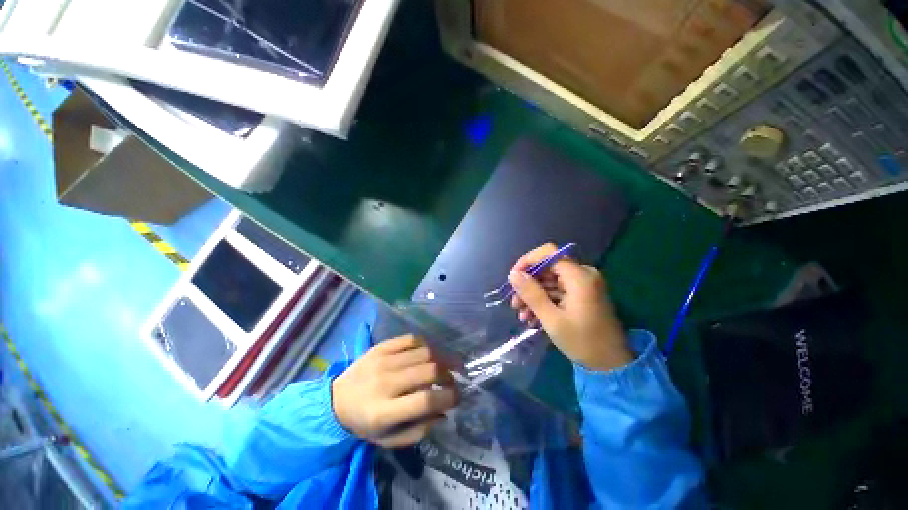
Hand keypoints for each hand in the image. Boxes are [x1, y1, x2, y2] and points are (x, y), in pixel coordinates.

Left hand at [331, 334, 458, 447]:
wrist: (336, 400)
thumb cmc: (364, 424)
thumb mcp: (389, 440)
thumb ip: (419, 431)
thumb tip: (444, 413)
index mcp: (384, 412)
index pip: (425, 400)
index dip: (448, 397)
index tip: (457, 397)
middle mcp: (385, 382)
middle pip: (428, 371)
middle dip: (448, 375)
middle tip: (452, 380)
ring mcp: (383, 360)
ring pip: (424, 352)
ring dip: (441, 358)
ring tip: (446, 365)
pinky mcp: (381, 346)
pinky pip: (412, 338)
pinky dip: (426, 344)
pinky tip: (430, 352)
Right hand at [508, 243, 632, 369]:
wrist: (612, 365)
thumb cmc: (583, 342)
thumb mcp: (552, 319)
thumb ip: (531, 294)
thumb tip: (513, 274)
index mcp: (579, 276)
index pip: (548, 253)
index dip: (527, 261)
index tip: (513, 277)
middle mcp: (583, 275)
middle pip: (547, 268)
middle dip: (528, 284)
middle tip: (514, 303)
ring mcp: (582, 285)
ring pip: (549, 281)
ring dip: (533, 296)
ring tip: (521, 315)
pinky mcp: (581, 295)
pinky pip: (557, 291)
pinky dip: (544, 301)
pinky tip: (531, 318)